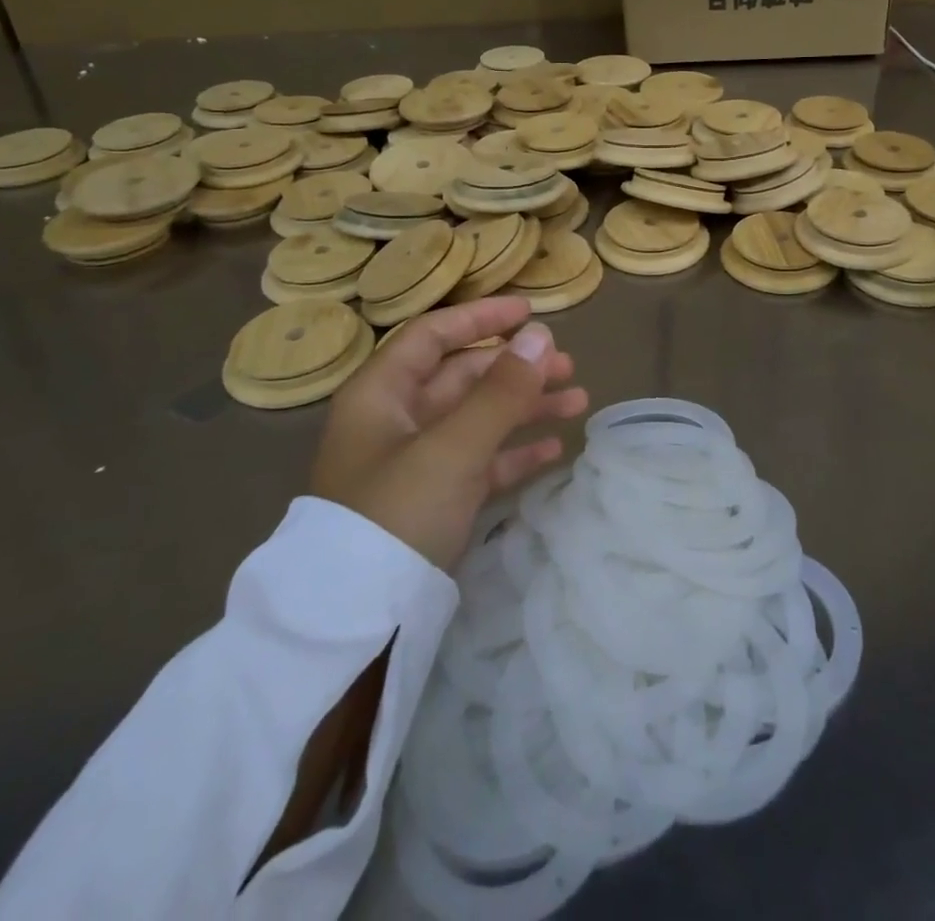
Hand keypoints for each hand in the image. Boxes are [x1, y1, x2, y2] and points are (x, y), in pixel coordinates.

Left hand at [309, 296, 587, 571]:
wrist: (357, 621)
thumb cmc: (398, 512)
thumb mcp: (453, 446)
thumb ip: (500, 390)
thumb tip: (541, 335)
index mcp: (382, 394)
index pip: (434, 336)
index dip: (482, 317)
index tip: (530, 312)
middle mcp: (396, 420)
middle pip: (462, 377)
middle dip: (516, 368)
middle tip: (569, 367)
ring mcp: (414, 463)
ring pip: (477, 419)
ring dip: (525, 408)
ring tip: (578, 402)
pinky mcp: (432, 501)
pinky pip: (480, 462)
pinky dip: (514, 452)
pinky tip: (553, 451)